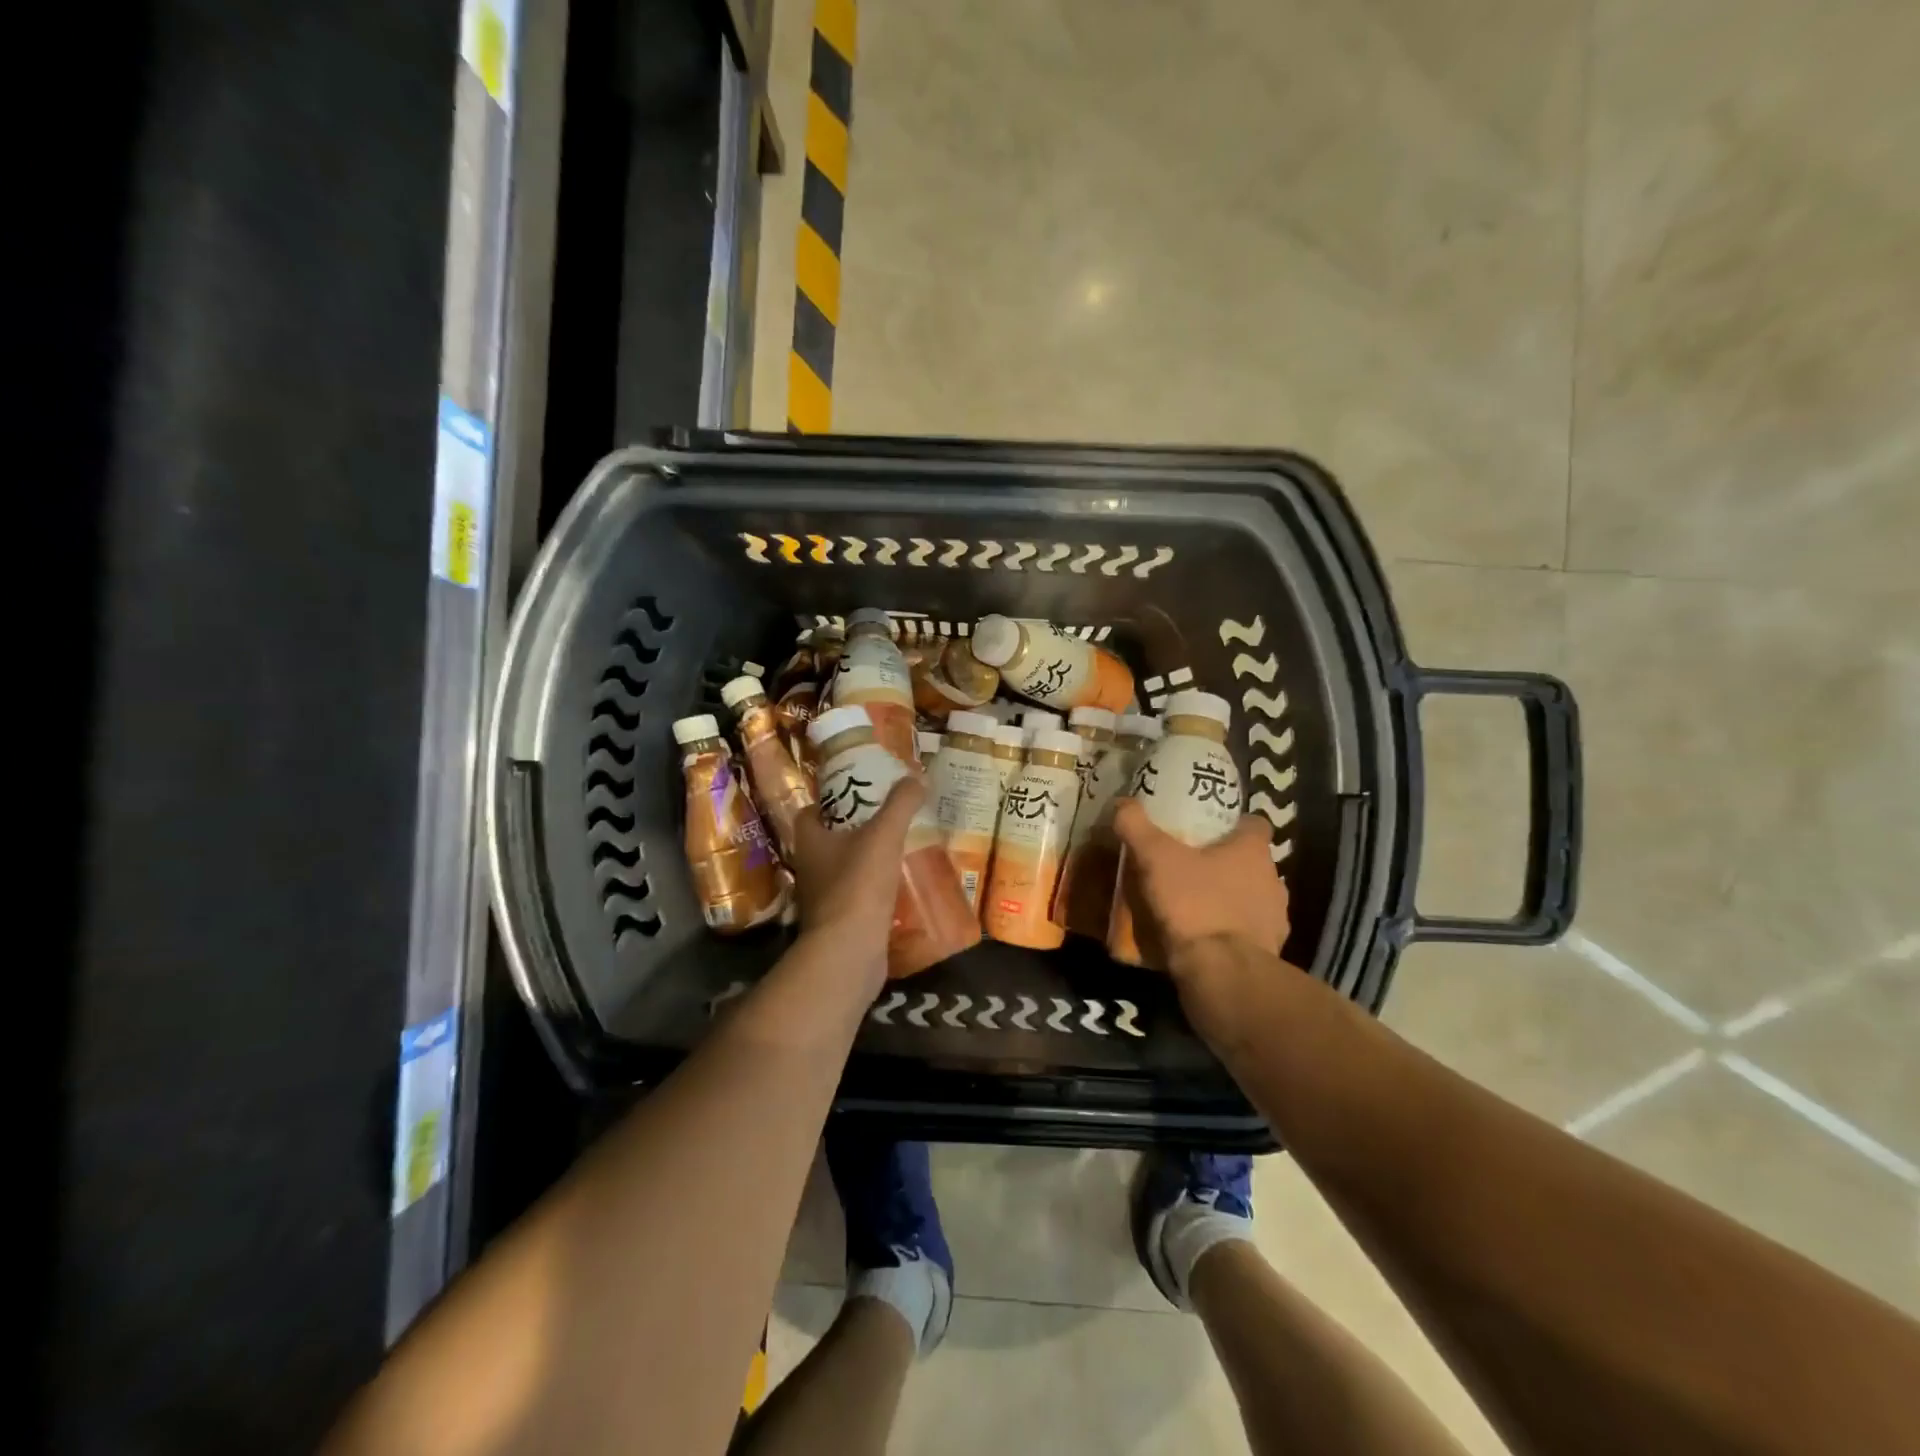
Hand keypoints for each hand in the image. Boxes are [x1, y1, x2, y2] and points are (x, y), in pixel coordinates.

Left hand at [785, 778, 923, 985]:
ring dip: (866, 860)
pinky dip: (874, 890)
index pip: (811, 812)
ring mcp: (822, 898)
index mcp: (809, 841)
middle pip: (829, 840)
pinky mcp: (839, 922)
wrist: (848, 952)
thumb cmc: (858, 885)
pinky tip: (899, 884)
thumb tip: (917, 777)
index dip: (831, 801)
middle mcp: (809, 868)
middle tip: (887, 818)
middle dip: (855, 830)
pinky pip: (857, 897)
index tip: (859, 793)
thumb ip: (900, 804)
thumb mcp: (884, 835)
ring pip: (844, 869)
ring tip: (899, 848)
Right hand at [1111, 800, 1289, 967]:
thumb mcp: (1155, 858)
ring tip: (1194, 903)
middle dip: (1225, 862)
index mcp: (1253, 851)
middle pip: (1250, 862)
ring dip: (1228, 898)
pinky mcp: (1268, 952)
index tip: (1208, 828)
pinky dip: (1228, 932)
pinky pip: (1246, 933)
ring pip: (1250, 898)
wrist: (1222, 972)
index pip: (1254, 824)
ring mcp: (1274, 919)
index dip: (1234, 823)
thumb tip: (1122, 803)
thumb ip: (1136, 826)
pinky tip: (1202, 937)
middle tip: (1190, 864)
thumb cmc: (1194, 904)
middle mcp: (1273, 880)